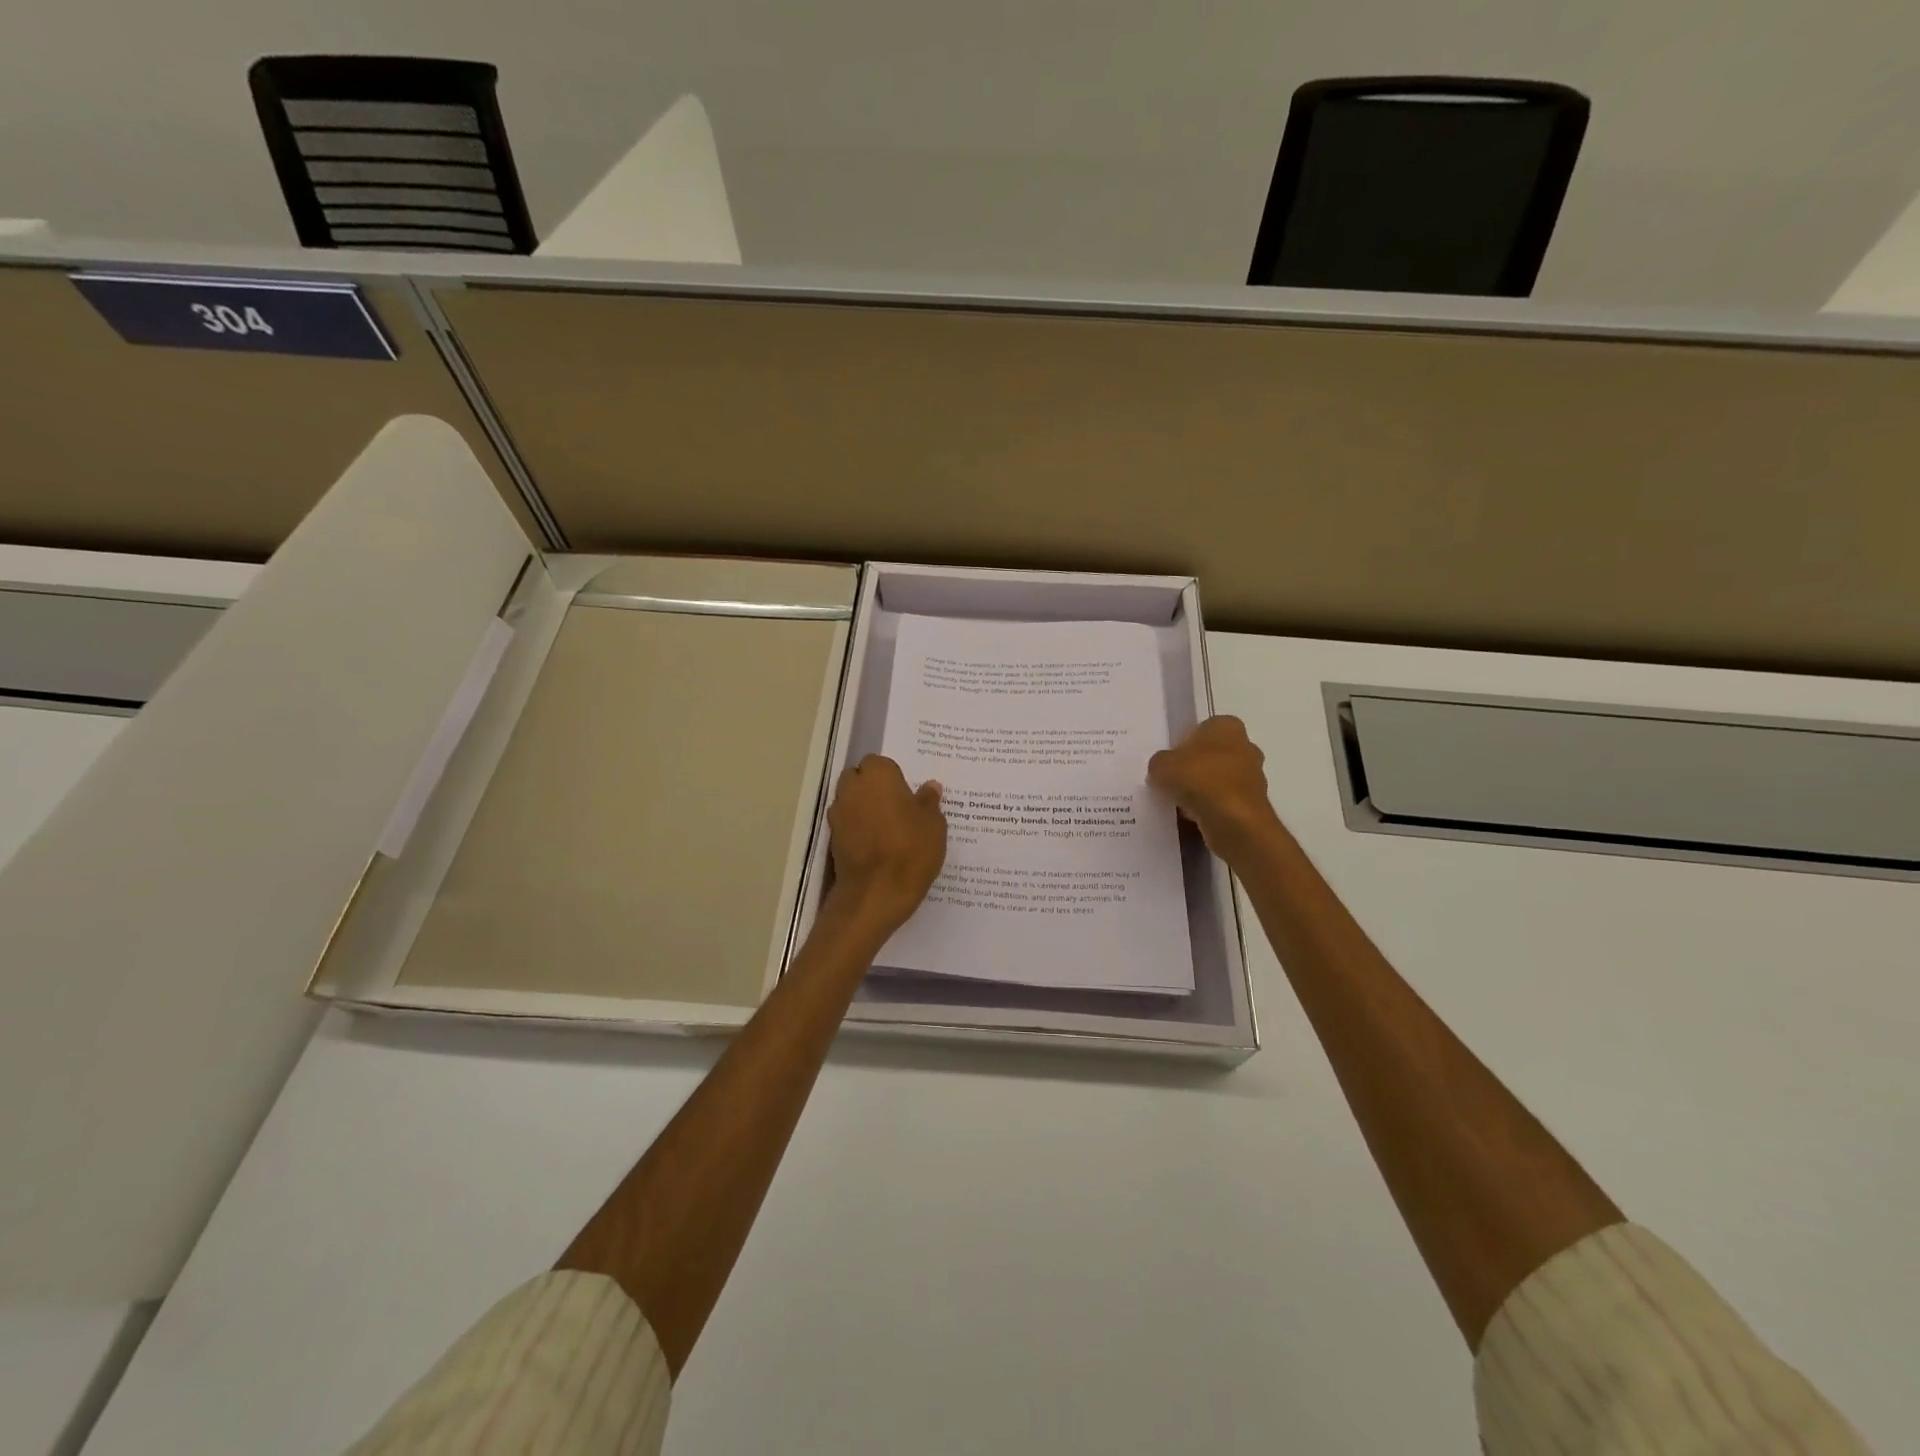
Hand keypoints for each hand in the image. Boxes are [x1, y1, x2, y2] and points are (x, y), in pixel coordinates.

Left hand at [826, 755, 946, 936]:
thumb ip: (929, 801)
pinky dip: (857, 829)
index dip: (892, 777)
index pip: (880, 763)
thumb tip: (930, 787)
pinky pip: (847, 824)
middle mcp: (852, 788)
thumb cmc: (911, 850)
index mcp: (878, 775)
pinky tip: (876, 845)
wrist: (876, 893)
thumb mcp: (934, 825)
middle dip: (872, 788)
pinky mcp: (832, 839)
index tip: (907, 794)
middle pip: (859, 778)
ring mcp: (838, 814)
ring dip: (863, 808)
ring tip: (887, 828)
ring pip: (850, 801)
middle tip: (897, 807)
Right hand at [1148, 715, 1283, 860]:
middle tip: (1171, 782)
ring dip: (1202, 790)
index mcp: (1226, 726)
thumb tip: (1162, 769)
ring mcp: (1253, 776)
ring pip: (1219, 780)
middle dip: (1194, 768)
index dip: (1182, 745)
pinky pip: (1224, 802)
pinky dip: (1211, 809)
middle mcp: (1246, 746)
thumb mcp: (1162, 765)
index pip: (1201, 729)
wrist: (1234, 821)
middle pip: (1212, 755)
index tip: (1169, 763)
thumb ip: (1159, 763)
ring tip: (1179, 804)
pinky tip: (1193, 819)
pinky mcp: (1254, 804)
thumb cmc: (1199, 780)